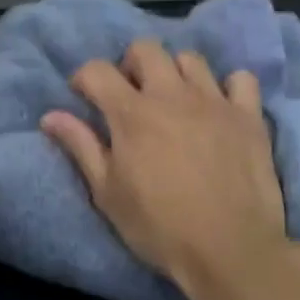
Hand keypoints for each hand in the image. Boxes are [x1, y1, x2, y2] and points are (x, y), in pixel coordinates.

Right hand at [42, 40, 289, 297]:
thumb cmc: (159, 228)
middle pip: (146, 49)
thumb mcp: (108, 195)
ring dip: (175, 73)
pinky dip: (228, 87)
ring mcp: (215, 102)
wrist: (229, 249)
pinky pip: (240, 79)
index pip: (98, 70)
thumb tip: (50, 116)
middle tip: (131, 97)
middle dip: (131, 65)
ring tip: (175, 102)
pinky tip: (221, 109)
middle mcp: (173, 95)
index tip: (85, 98)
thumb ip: (81, 148)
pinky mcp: (249, 116)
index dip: (85, 79)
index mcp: (132, 114)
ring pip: (191, 59)